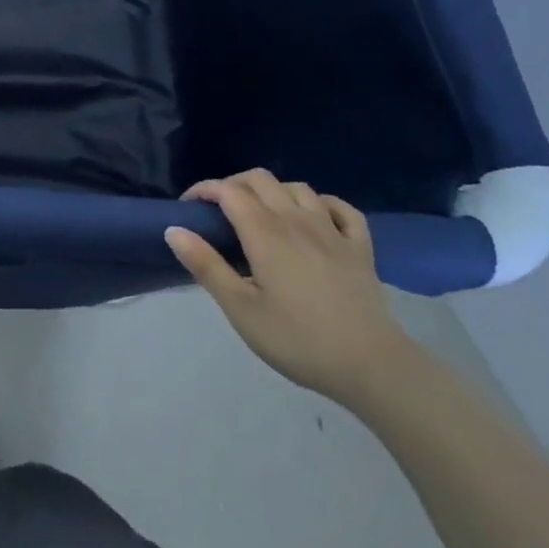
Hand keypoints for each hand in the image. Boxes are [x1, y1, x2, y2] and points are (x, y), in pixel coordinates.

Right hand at [165, 169, 414, 405]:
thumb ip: (206, 266)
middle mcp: (296, 219)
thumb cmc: (299, 340)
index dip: (204, 190)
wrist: (373, 368)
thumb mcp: (241, 310)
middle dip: (234, 185)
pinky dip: (323, 204)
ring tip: (262, 215)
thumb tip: (174, 229)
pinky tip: (315, 218)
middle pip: (260, 179)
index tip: (189, 208)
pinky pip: (342, 208)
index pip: (227, 190)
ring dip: (273, 192)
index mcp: (264, 232)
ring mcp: (332, 231)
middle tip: (220, 212)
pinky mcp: (360, 248)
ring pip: (297, 188)